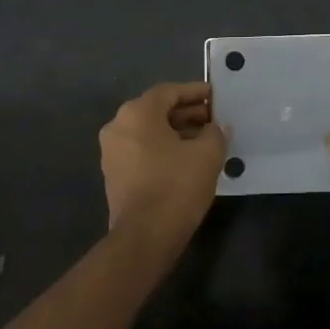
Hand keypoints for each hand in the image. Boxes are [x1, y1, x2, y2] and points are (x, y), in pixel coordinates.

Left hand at [99, 82, 226, 252]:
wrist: (144, 237)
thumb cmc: (176, 186)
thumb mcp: (207, 154)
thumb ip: (215, 133)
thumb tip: (217, 127)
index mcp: (137, 113)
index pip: (169, 92)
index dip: (195, 92)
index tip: (215, 96)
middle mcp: (118, 127)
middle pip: (157, 110)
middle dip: (187, 113)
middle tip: (214, 120)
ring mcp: (112, 153)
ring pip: (149, 132)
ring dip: (177, 132)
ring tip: (205, 140)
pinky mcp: (115, 175)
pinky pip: (142, 150)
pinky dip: (164, 149)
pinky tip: (187, 160)